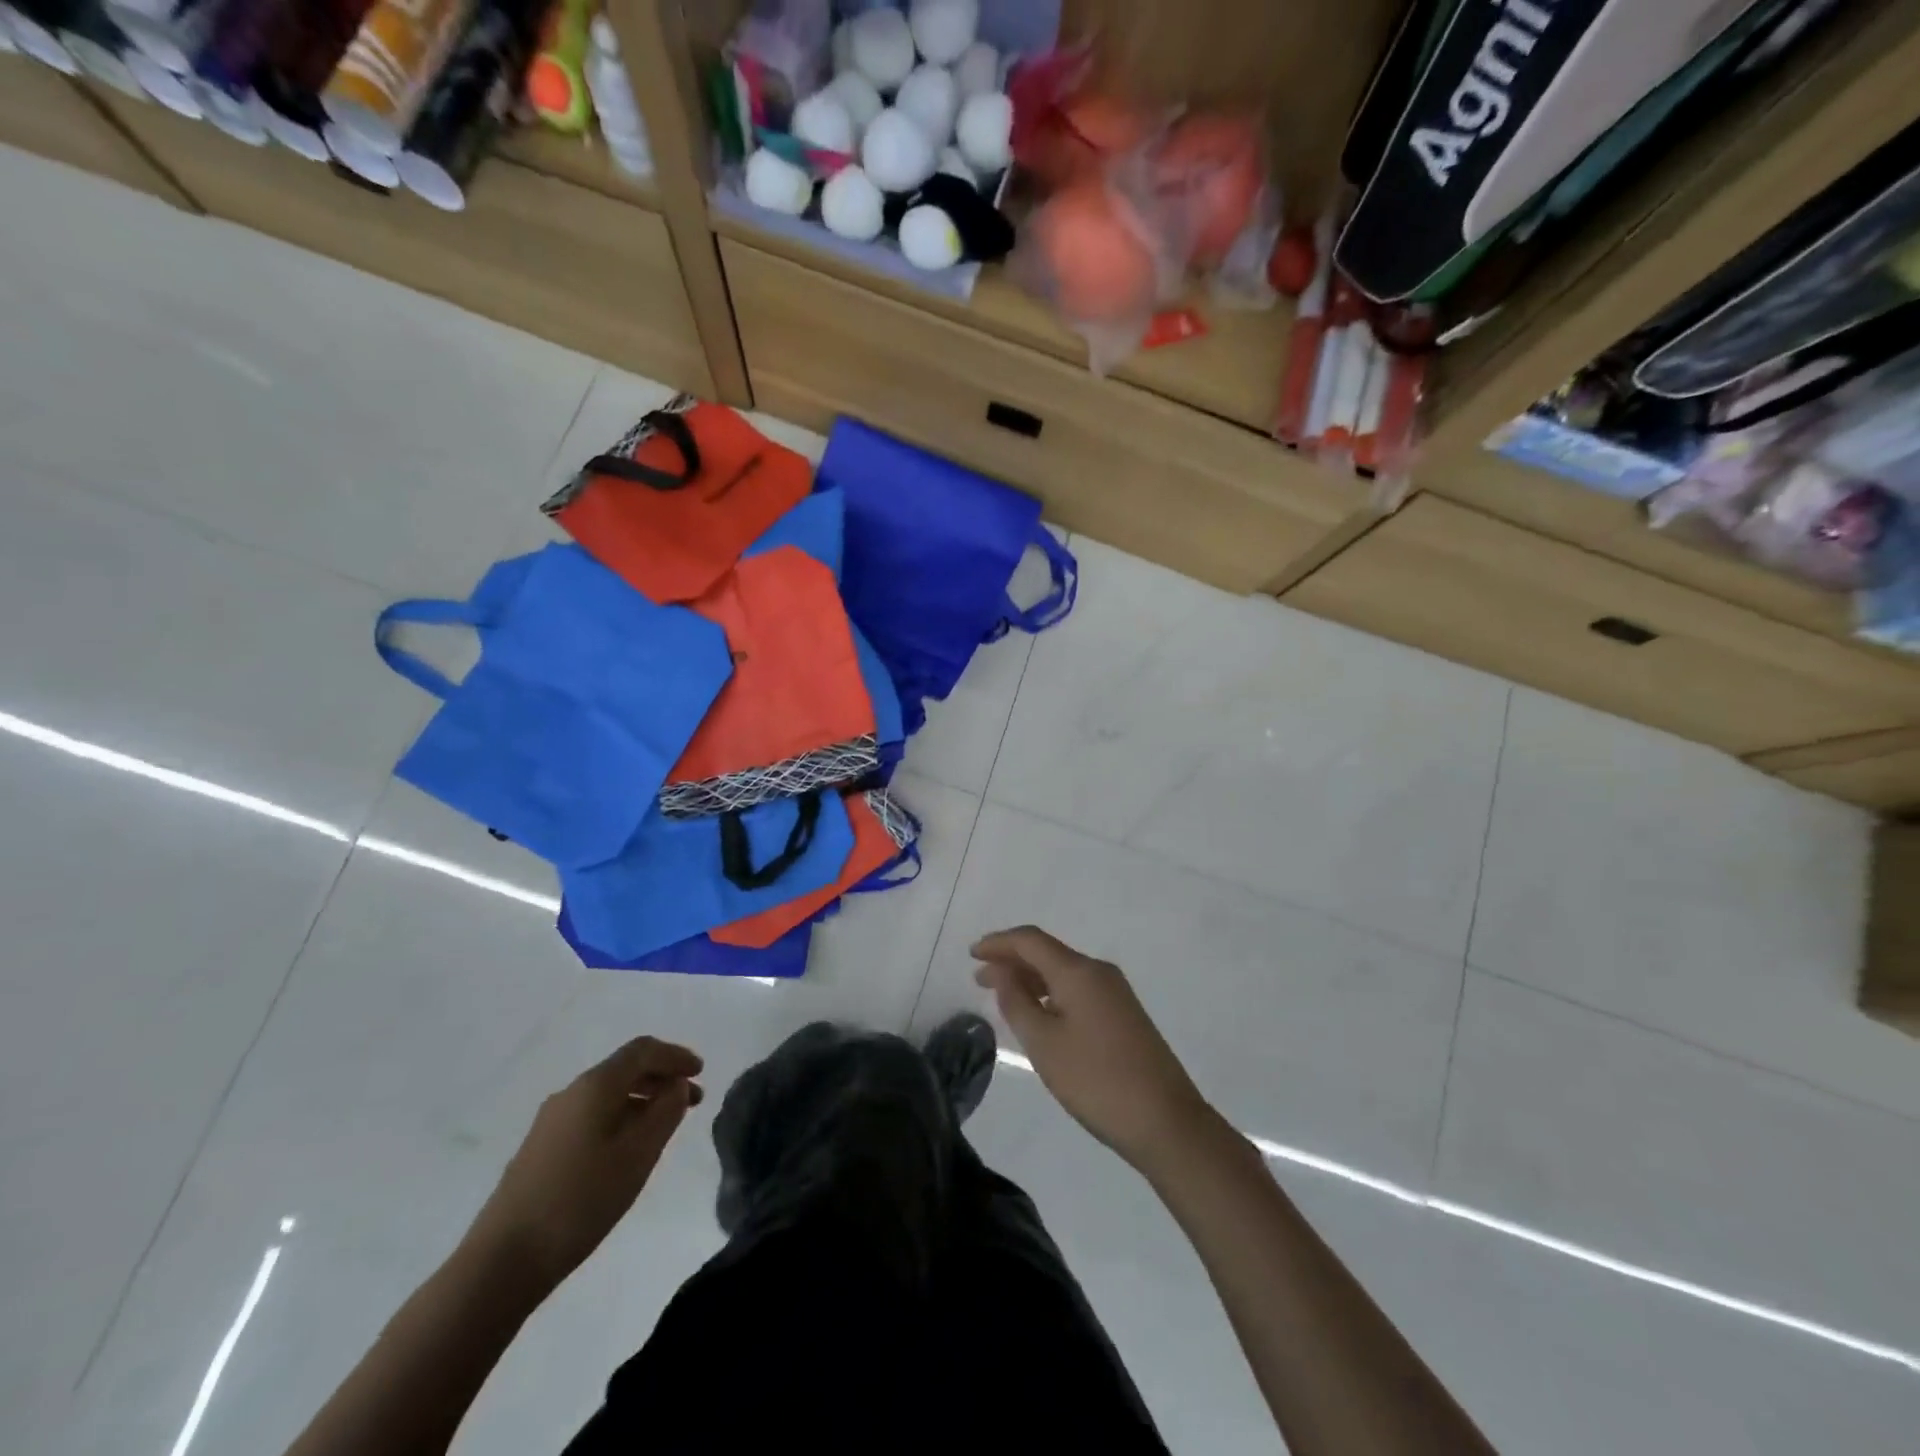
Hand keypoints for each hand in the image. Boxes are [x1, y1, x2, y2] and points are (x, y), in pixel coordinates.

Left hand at [467, 1037, 703, 1284]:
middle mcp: (571, 1093)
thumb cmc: (580, 1200)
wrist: (501, 1262)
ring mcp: (551, 1121)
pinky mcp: (540, 1149)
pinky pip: (591, 1115)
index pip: (643, 1051)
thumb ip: (665, 1112)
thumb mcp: (638, 1155)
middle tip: (692, 1101)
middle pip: (624, 1069)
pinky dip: (620, 1118)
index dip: (675, 1055)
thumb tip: (678, 1085)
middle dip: (662, 1078)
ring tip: (665, 1126)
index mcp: (595, 1086)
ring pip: (607, 1094)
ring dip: (642, 1100)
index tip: (701, 1072)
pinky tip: (628, 1148)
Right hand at [974, 927, 1211, 1172]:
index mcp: (1078, 971)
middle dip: (1012, 961)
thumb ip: (1017, 1002)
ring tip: (1003, 997)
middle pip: (1048, 953)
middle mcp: (1098, 972)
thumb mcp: (1044, 1043)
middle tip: (979, 979)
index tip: (972, 954)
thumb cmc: (1096, 1080)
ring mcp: (1115, 993)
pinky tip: (1039, 1014)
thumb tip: (1001, 971)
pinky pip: (1078, 989)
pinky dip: (1051, 993)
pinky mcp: (1124, 1014)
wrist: (1166, 1121)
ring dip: (1031, 978)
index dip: (999, 943)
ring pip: (1063, 972)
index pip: (1031, 940)